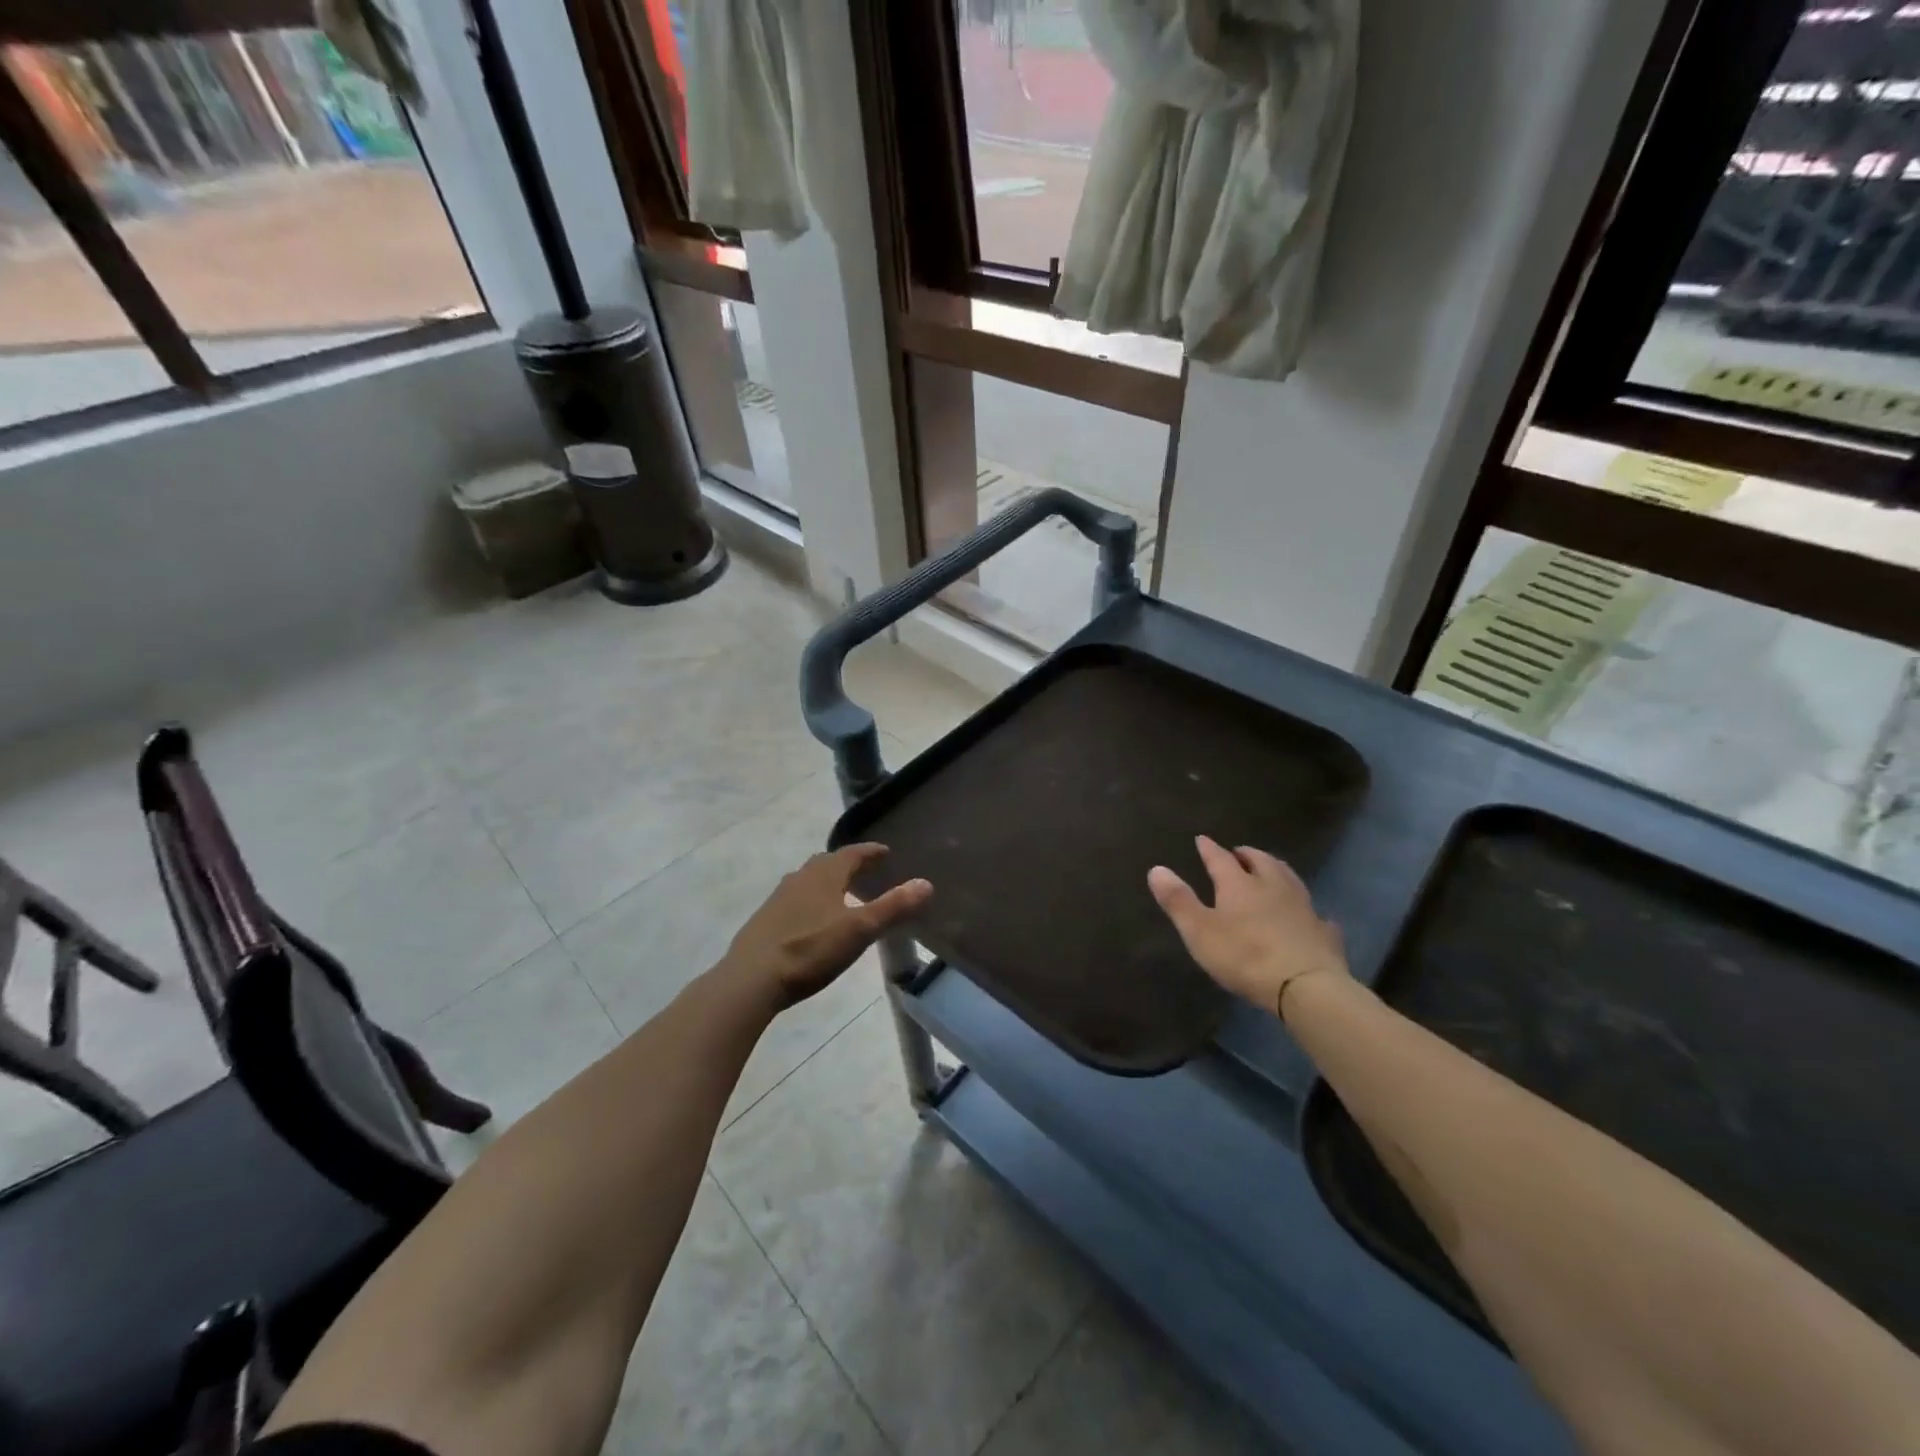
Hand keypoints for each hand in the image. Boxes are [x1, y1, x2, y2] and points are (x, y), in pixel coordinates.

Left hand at [722, 844, 931, 1008]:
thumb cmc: (810, 950)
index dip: (870, 852)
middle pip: (827, 863)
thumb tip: (926, 883)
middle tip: (865, 870)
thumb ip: (893, 907)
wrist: (751, 978)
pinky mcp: (764, 920)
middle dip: (848, 863)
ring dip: (827, 881)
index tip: (885, 852)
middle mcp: (800, 878)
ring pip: (808, 880)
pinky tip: (812, 919)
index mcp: (824, 875)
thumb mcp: (859, 930)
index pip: (852, 854)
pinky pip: (794, 899)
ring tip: (841, 893)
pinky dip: (810, 900)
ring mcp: (778, 898)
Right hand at [1148, 835, 1347, 1017]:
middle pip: (1261, 862)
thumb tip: (1156, 868)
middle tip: (1239, 853)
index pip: (1220, 859)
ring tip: (1271, 870)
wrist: (1306, 986)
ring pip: (1289, 879)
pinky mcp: (1323, 932)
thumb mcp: (1199, 930)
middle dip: (1248, 855)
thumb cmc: (1245, 956)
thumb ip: (1178, 900)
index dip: (1209, 849)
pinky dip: (1306, 909)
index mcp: (1239, 885)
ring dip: (1277, 871)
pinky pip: (1315, 913)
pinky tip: (1309, 915)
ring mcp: (1303, 907)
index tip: (1202, 839)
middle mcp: (1272, 887)